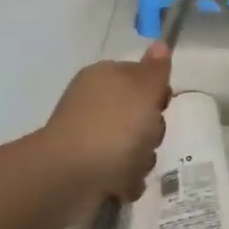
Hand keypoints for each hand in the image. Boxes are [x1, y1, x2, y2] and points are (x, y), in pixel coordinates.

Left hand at [46, 45, 172, 204]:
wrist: (68, 177)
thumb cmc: (112, 127)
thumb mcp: (143, 91)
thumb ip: (155, 70)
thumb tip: (159, 43)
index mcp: (105, 77)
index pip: (142, 77)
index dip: (157, 93)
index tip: (160, 106)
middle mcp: (95, 103)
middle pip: (141, 115)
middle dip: (151, 132)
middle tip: (145, 138)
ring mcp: (90, 136)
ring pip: (135, 145)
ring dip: (141, 159)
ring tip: (130, 167)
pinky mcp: (87, 167)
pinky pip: (120, 171)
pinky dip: (125, 179)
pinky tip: (122, 185)